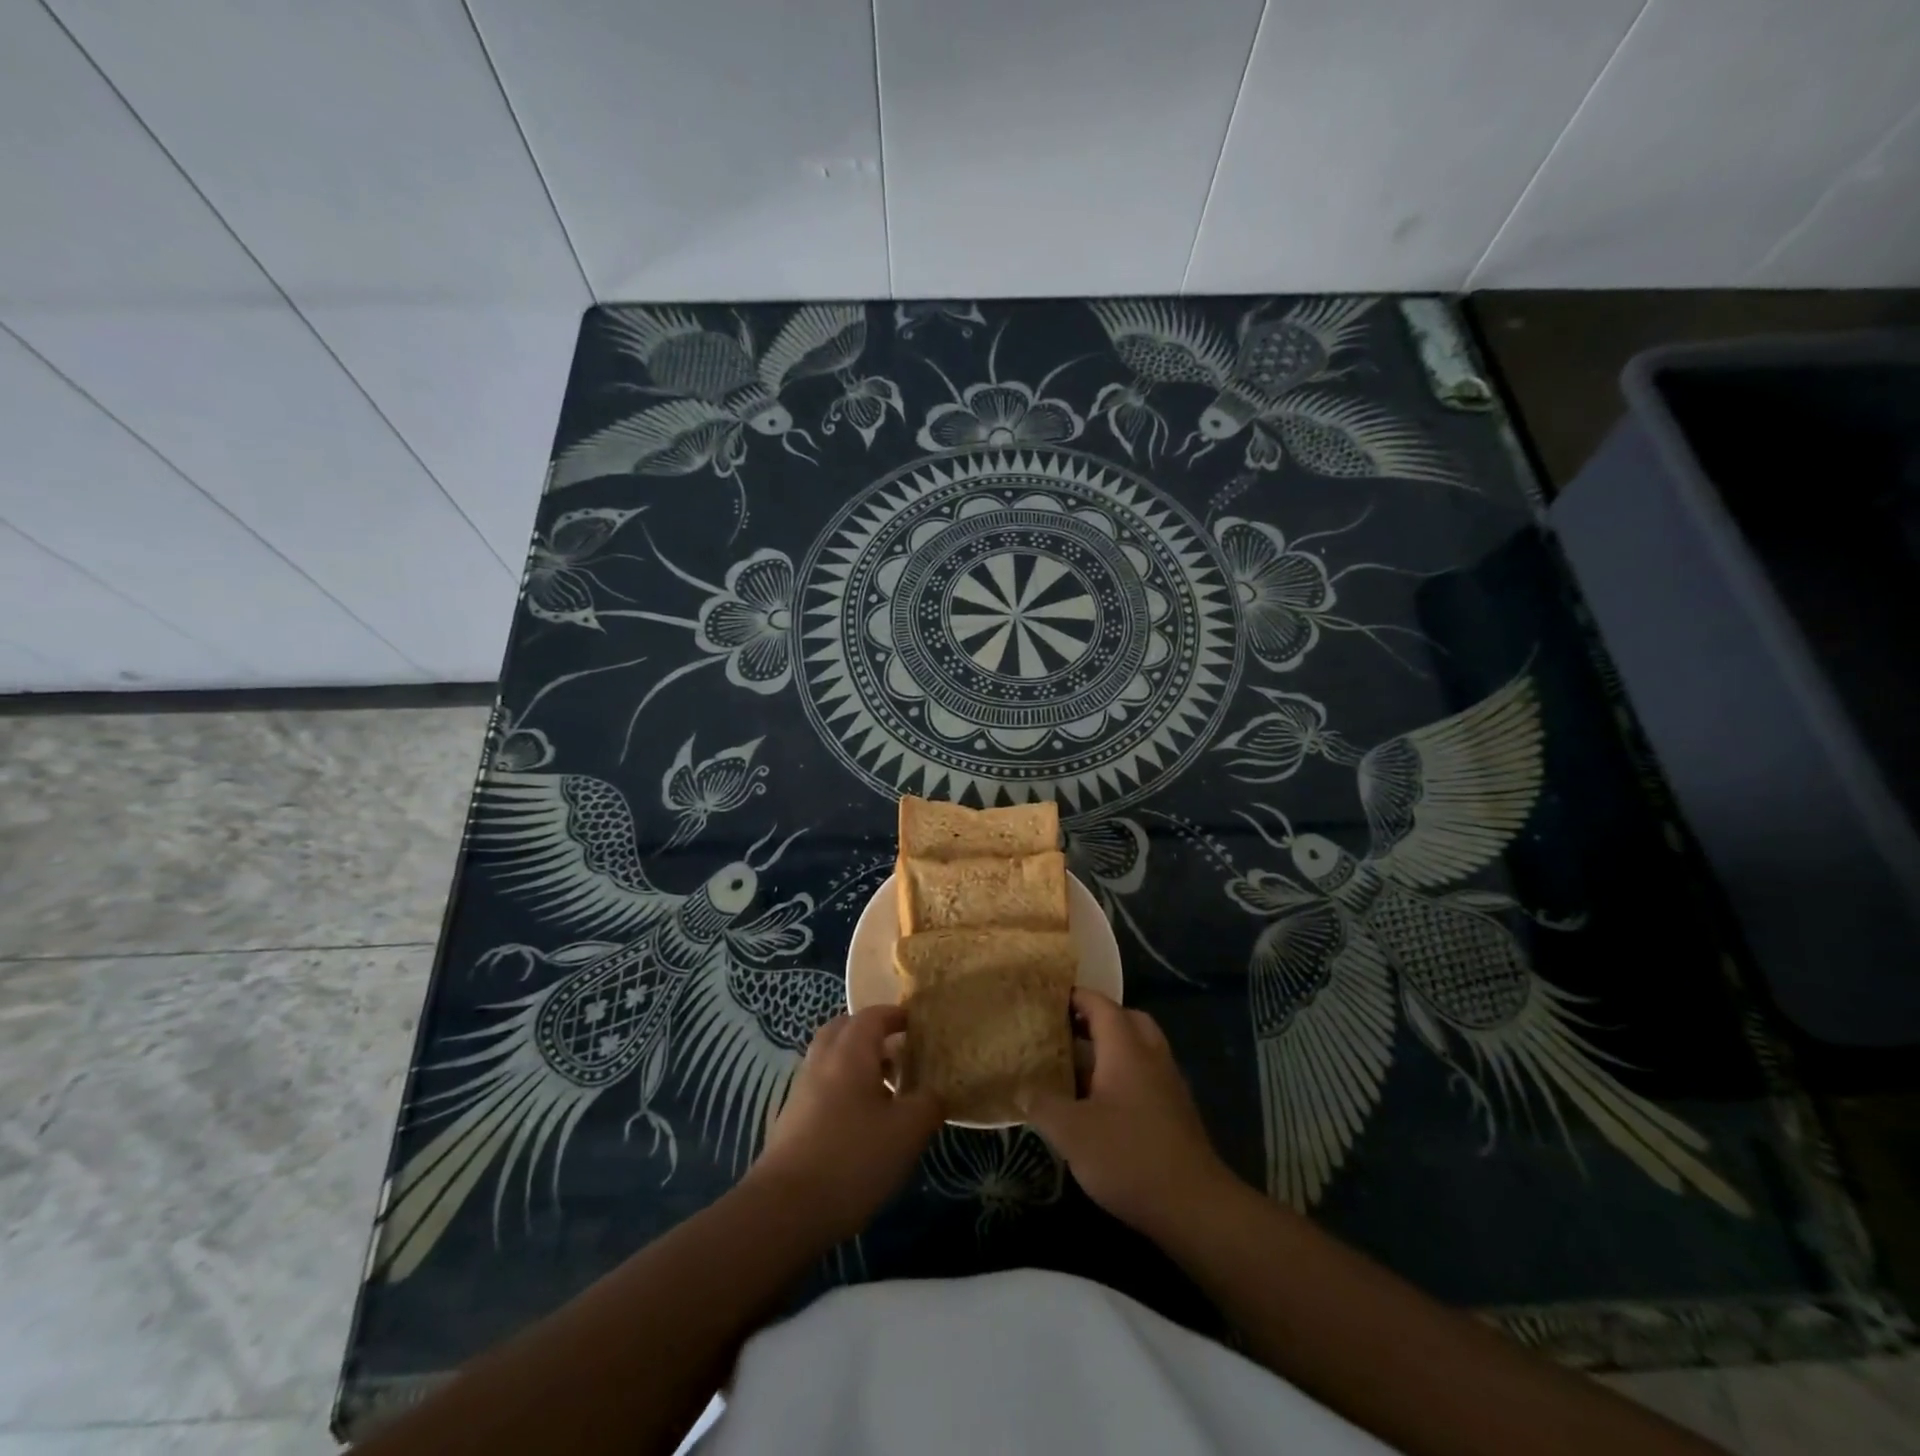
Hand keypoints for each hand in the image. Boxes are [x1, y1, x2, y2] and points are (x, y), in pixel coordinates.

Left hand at [745, 1005, 943, 1243]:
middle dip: (872, 1034)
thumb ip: (928, 1104)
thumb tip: (936, 1092)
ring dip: (857, 1063)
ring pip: (831, 1059)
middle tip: (899, 1052)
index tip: (918, 1025)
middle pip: (844, 1030)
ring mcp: (802, 1090)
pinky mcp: (792, 1120)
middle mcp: (822, 1061)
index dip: (897, 1015)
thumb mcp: (907, 1131)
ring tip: (886, 1089)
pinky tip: (862, 1121)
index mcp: (850, 1051)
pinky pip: (822, 1086)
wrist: (784, 1209)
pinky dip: (843, 1089)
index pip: (873, 1015)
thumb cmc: (853, 1158)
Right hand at [1025, 989, 1236, 1239]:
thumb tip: (1021, 1088)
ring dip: (1112, 1048)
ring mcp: (1169, 1082)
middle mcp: (1151, 1055)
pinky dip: (1126, 1073)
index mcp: (1125, 1048)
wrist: (1194, 1206)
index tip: (1049, 999)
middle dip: (1097, 1019)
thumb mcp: (1072, 1132)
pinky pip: (1147, 1073)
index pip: (1100, 1005)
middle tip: (1066, 1030)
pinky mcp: (1177, 1110)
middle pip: (1126, 1019)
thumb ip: (1042, 1105)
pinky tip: (1103, 1102)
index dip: (1075, 997)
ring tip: (1078, 1066)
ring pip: (1140, 1047)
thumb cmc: (1128, 1156)